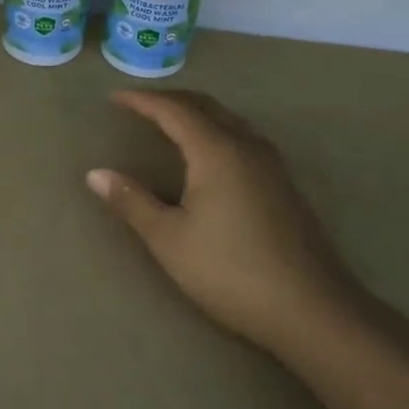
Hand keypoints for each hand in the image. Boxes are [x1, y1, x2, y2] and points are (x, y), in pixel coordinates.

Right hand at [87, 90, 364, 353]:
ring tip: (168, 121)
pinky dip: (215, 129)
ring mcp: (272, 165)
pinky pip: (242, 137)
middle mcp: (247, 147)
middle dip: (169, 100)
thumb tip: (95, 174)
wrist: (313, 311)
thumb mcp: (169, 239)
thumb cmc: (231, 272)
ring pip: (229, 120)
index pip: (174, 110)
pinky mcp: (284, 185)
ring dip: (196, 112)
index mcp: (217, 152)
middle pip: (205, 106)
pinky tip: (208, 153)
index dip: (142, 100)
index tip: (114, 97)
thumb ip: (132, 201)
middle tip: (138, 104)